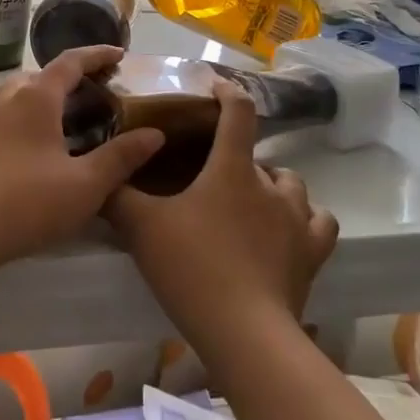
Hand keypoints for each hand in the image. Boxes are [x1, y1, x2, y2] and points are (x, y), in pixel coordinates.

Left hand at [0, 46, 164, 274]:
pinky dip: (29, 119)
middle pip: (42, 76)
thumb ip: (121, 157)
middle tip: (96, 93)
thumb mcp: (85, 185)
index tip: (119, 54)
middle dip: (70, 78)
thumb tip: (155, 133)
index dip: (97, 55)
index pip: (70, 63)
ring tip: (69, 120)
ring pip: (20, 97)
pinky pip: (7, 118)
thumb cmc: (26, 201)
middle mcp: (8, 100)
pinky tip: (39, 150)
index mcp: (36, 98)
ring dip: (46, 99)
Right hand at [106, 79, 337, 358]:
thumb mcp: (141, 227)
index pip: (238, 112)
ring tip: (250, 201)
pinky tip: (287, 229)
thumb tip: (100, 176)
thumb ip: (117, 196)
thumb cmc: (192, 268)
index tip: (215, 87)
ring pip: (292, 185)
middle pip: (261, 155)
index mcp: (232, 168)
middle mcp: (270, 186)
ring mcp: (298, 220)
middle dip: (239, 158)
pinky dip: (305, 218)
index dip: (227, 92)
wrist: (244, 333)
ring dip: (273, 185)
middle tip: (213, 174)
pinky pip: (319, 222)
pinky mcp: (312, 254)